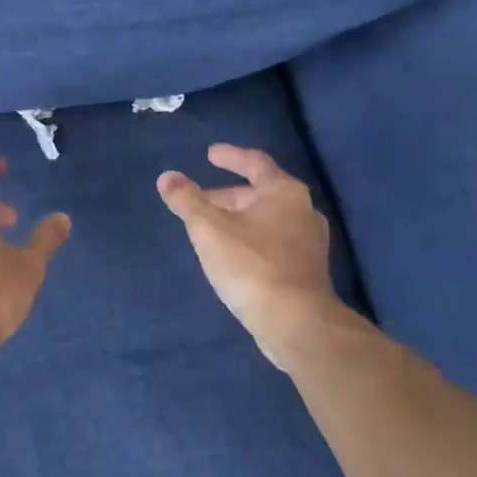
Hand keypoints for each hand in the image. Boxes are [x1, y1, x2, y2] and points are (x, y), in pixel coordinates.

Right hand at [157, 145, 371, 370]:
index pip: (254, 162)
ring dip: (239, 218)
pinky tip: (234, 255)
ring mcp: (309, 241)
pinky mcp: (307, 268)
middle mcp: (303, 210)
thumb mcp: (208, 229)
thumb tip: (167, 177)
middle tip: (198, 202)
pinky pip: (274, 241)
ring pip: (267, 218)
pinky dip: (252, 238)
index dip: (230, 156)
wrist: (295, 321)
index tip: (210, 154)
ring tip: (212, 228)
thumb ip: (186, 200)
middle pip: (260, 192)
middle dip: (227, 195)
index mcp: (283, 192)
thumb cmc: (250, 266)